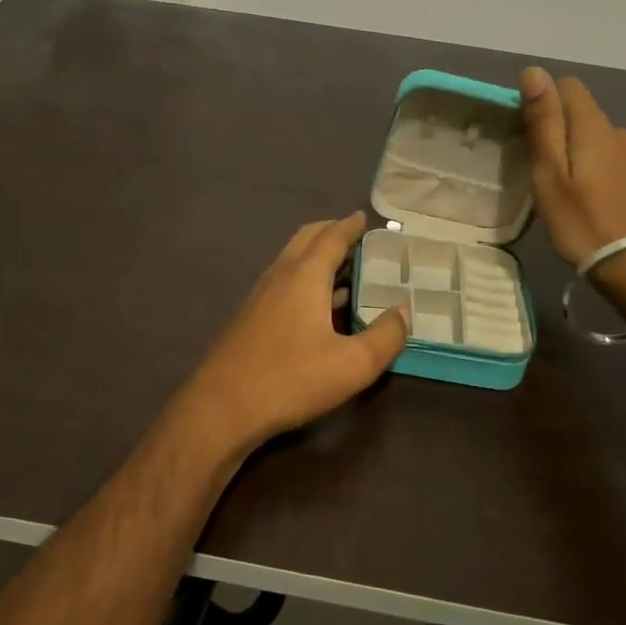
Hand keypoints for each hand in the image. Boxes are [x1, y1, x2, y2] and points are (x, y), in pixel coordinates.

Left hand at [174, 213, 408, 454]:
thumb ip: (385, 336)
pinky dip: (304, 278)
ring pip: (291, 261)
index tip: (364, 218)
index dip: (350, 226)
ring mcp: (260, 296)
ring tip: (344, 268)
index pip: (331, 237)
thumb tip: (403, 311)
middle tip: (355, 237)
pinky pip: (283, 283)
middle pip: (306, 239)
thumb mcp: (353, 365)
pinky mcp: (250, 317)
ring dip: (316, 256)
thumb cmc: (291, 379)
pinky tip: (318, 305)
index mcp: (305, 276)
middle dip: (330, 232)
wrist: (222, 406)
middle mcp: (280, 276)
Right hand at [520, 66, 625, 272]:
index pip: (567, 86)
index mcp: (593, 126)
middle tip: (530, 161)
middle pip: (580, 111)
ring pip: (593, 135)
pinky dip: (588, 164)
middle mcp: (618, 132)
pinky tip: (579, 193)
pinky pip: (606, 156)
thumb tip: (534, 72)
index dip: (541, 98)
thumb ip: (544, 122)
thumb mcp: (550, 173)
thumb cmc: (583, 221)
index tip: (521, 129)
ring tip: (553, 180)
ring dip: (571, 147)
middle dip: (554, 124)